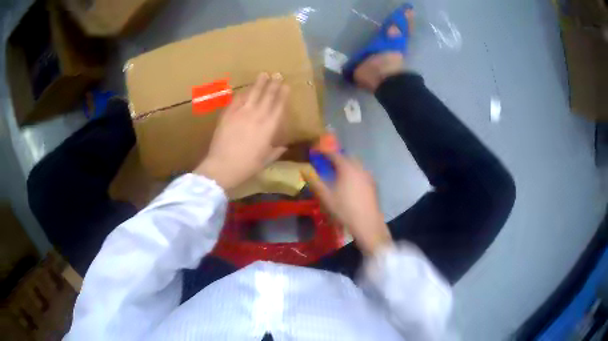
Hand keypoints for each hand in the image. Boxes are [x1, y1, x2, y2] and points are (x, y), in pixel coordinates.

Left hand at [195, 73, 288, 189]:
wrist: (223, 166)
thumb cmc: (247, 166)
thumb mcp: (265, 160)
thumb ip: (275, 151)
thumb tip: (283, 147)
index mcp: (269, 127)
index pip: (279, 106)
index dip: (283, 95)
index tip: (286, 86)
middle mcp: (257, 116)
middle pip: (267, 96)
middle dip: (273, 84)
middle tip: (277, 74)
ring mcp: (241, 113)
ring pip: (252, 94)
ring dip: (259, 83)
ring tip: (263, 74)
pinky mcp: (228, 114)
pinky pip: (236, 100)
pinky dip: (242, 93)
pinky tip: (244, 89)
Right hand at [303, 152, 392, 254]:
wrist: (367, 224)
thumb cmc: (344, 210)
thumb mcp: (325, 197)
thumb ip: (314, 181)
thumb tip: (303, 170)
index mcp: (347, 168)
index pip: (334, 154)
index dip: (324, 152)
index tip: (316, 152)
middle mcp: (359, 168)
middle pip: (347, 157)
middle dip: (336, 158)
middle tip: (327, 163)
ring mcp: (368, 176)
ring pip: (356, 165)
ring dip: (346, 166)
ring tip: (337, 174)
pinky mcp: (373, 185)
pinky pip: (362, 173)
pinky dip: (354, 174)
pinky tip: (350, 184)